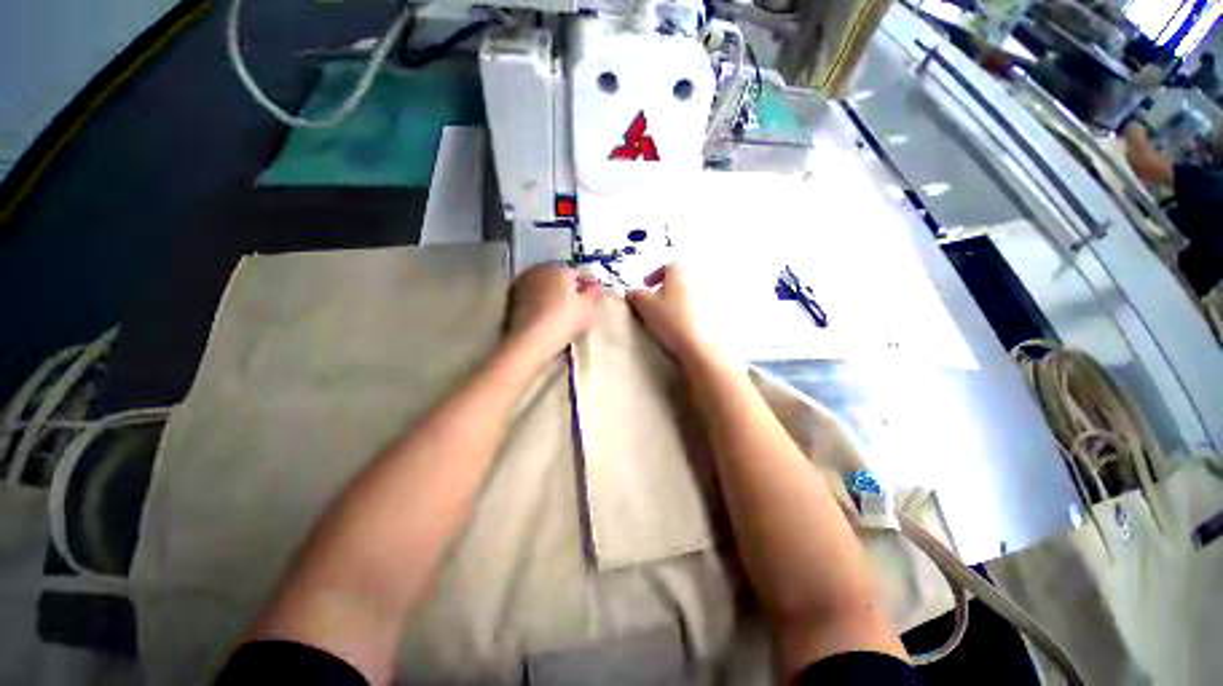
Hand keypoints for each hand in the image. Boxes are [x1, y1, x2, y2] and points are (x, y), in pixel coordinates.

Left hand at [506, 263, 602, 362]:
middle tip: (578, 308)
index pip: (576, 273)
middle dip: (568, 290)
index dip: (586, 286)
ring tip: (562, 316)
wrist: (529, 341)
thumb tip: (597, 288)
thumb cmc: (564, 320)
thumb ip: (594, 295)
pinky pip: (532, 300)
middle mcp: (537, 270)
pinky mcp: (510, 301)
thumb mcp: (587, 309)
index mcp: (558, 267)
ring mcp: (521, 284)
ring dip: (552, 298)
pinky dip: (539, 307)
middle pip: (557, 279)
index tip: (592, 300)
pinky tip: (546, 321)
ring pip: (543, 289)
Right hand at [626, 264, 708, 360]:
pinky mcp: (709, 317)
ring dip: (673, 303)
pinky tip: (675, 328)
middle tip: (652, 302)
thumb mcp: (645, 306)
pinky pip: (693, 311)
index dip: (655, 274)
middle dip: (664, 290)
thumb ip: (635, 296)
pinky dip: (683, 315)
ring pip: (685, 296)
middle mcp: (695, 283)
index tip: (646, 285)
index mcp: (679, 275)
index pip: (668, 266)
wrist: (696, 345)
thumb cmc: (670, 320)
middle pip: (678, 281)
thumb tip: (630, 292)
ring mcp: (705, 300)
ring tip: (662, 317)